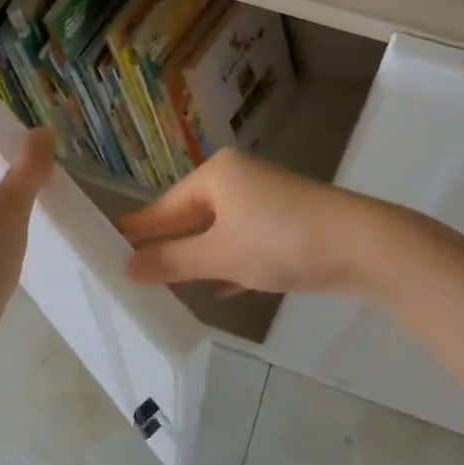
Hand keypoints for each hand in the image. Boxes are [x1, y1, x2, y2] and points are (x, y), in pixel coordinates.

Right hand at [114, 149, 370, 294]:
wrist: (361, 245)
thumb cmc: (279, 241)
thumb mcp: (219, 255)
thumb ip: (172, 261)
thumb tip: (128, 265)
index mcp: (215, 175)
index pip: (164, 206)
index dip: (137, 228)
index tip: (102, 242)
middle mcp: (236, 180)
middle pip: (190, 217)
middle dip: (166, 247)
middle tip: (127, 271)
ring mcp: (262, 202)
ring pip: (217, 233)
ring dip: (195, 260)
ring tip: (160, 286)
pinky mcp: (283, 225)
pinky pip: (241, 243)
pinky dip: (226, 264)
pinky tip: (212, 289)